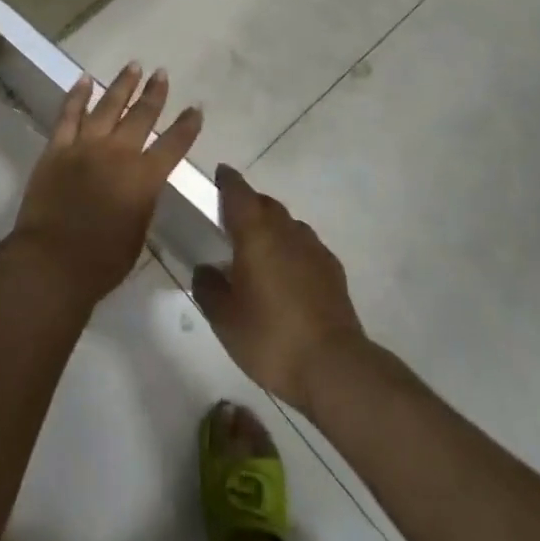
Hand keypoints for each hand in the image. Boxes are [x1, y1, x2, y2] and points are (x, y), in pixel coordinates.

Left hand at [9, 63, 202, 306]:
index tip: (196, 108)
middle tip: (161, 73)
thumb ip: (143, 200)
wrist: (52, 261)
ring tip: (133, 66)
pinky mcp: (57, 148)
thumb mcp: (138, 233)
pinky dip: (77, 95)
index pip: (173, 144)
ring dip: (122, 85)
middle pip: (141, 116)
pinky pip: (69, 114)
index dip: (187, 126)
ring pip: (107, 106)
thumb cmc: (102, 261)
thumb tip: (142, 182)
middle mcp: (118, 153)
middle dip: (154, 93)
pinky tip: (85, 80)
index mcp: (144, 178)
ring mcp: (85, 146)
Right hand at [192, 164, 367, 414]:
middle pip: (265, 203)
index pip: (238, 192)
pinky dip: (293, 250)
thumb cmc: (270, 337)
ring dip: (272, 227)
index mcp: (255, 233)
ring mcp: (314, 248)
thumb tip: (206, 270)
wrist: (333, 366)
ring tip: (260, 250)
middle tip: (233, 221)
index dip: (227, 181)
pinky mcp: (333, 270)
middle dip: (249, 204)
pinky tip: (288, 274)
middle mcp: (286, 230)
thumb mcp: (224, 319)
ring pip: (288, 224)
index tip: (220, 174)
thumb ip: (208, 288)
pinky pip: (306, 247)